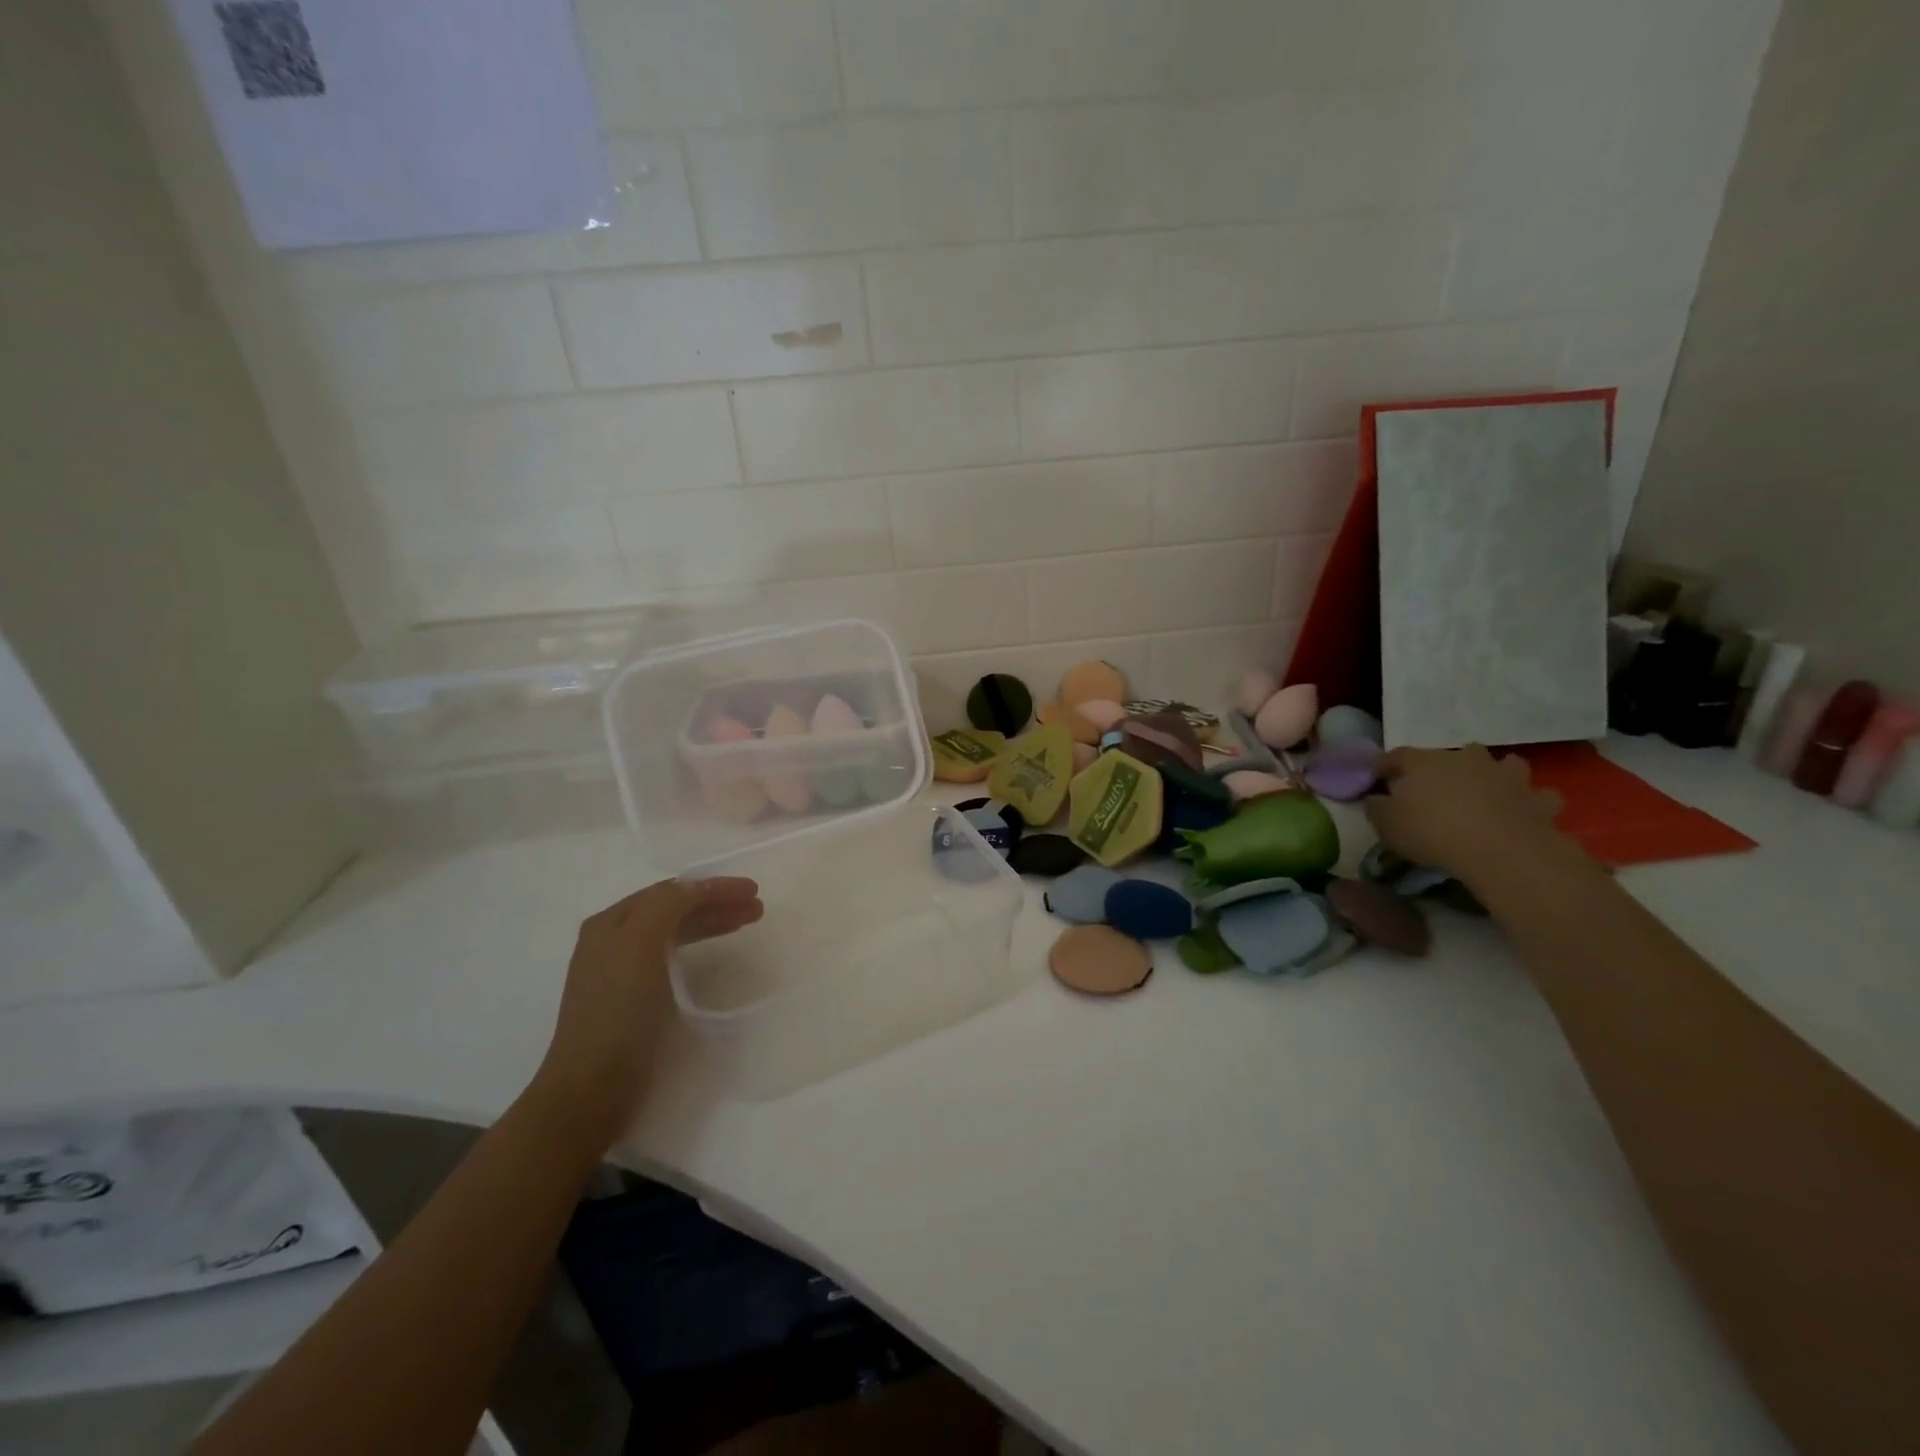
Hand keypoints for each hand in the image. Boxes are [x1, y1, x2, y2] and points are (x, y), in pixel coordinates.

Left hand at [532, 877, 762, 1148]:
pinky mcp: (633, 1002)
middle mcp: (612, 942)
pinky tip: (713, 955)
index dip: (713, 886)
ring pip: (674, 933)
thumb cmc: (618, 1012)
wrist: (591, 1089)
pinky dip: (697, 948)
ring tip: (745, 924)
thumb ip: (666, 906)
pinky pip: (671, 959)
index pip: (670, 891)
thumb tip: (695, 889)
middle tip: (756, 909)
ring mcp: (621, 973)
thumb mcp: (639, 945)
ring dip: (711, 923)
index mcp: (610, 924)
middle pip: (673, 909)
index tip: (752, 892)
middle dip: (716, 903)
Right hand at [1366, 746, 1569, 883]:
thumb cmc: (1432, 832)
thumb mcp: (1386, 825)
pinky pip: (1537, 795)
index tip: (1376, 778)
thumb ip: (1377, 808)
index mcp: (1424, 762)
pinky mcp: (1537, 799)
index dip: (1384, 766)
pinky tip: (1523, 811)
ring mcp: (1506, 775)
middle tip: (1436, 788)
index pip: (1397, 756)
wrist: (1501, 850)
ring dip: (1496, 774)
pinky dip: (1530, 801)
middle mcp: (1466, 759)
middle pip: (1452, 755)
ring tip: (1487, 791)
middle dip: (1445, 768)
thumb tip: (1375, 799)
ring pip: (1504, 764)